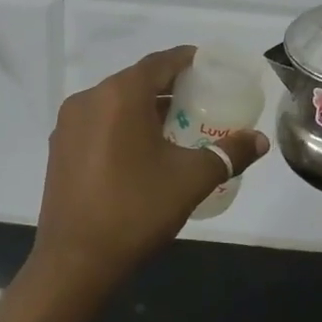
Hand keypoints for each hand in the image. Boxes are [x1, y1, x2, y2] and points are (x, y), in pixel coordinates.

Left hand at [31, 46, 268, 289]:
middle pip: (136, 81)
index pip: (159, 63)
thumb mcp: (191, 179)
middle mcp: (89, 99)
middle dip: (168, 87)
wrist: (75, 261)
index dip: (187, 60)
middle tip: (200, 101)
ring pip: (115, 102)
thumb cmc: (136, 209)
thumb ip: (229, 153)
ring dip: (145, 108)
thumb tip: (260, 140)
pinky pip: (98, 122)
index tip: (210, 67)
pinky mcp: (60, 149)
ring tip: (176, 127)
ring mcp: (69, 125)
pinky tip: (142, 151)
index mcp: (120, 95)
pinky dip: (122, 125)